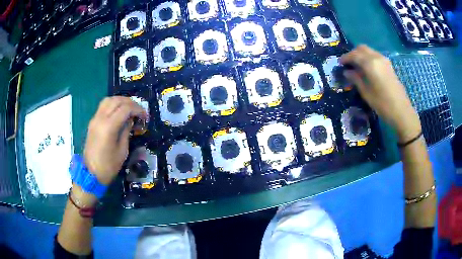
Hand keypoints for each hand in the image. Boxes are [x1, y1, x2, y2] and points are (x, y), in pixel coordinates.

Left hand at [83, 96, 146, 184]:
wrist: (91, 174)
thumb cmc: (108, 166)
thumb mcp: (122, 151)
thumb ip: (126, 131)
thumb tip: (130, 120)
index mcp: (109, 127)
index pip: (125, 108)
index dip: (137, 109)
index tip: (145, 116)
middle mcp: (100, 119)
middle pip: (116, 100)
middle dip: (130, 102)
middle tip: (138, 110)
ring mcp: (94, 119)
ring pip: (108, 100)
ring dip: (120, 101)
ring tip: (129, 108)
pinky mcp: (92, 122)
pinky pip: (103, 107)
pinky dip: (113, 105)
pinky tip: (119, 112)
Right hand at [340, 45, 421, 141]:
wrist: (402, 111)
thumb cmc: (383, 104)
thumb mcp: (366, 93)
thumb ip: (356, 79)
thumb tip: (347, 72)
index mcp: (370, 64)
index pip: (354, 55)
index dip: (345, 58)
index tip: (340, 64)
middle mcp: (377, 57)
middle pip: (362, 48)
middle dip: (353, 53)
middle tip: (348, 63)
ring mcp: (384, 60)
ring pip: (369, 51)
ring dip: (361, 55)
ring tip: (356, 66)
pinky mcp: (389, 65)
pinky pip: (375, 56)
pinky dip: (368, 58)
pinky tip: (367, 69)